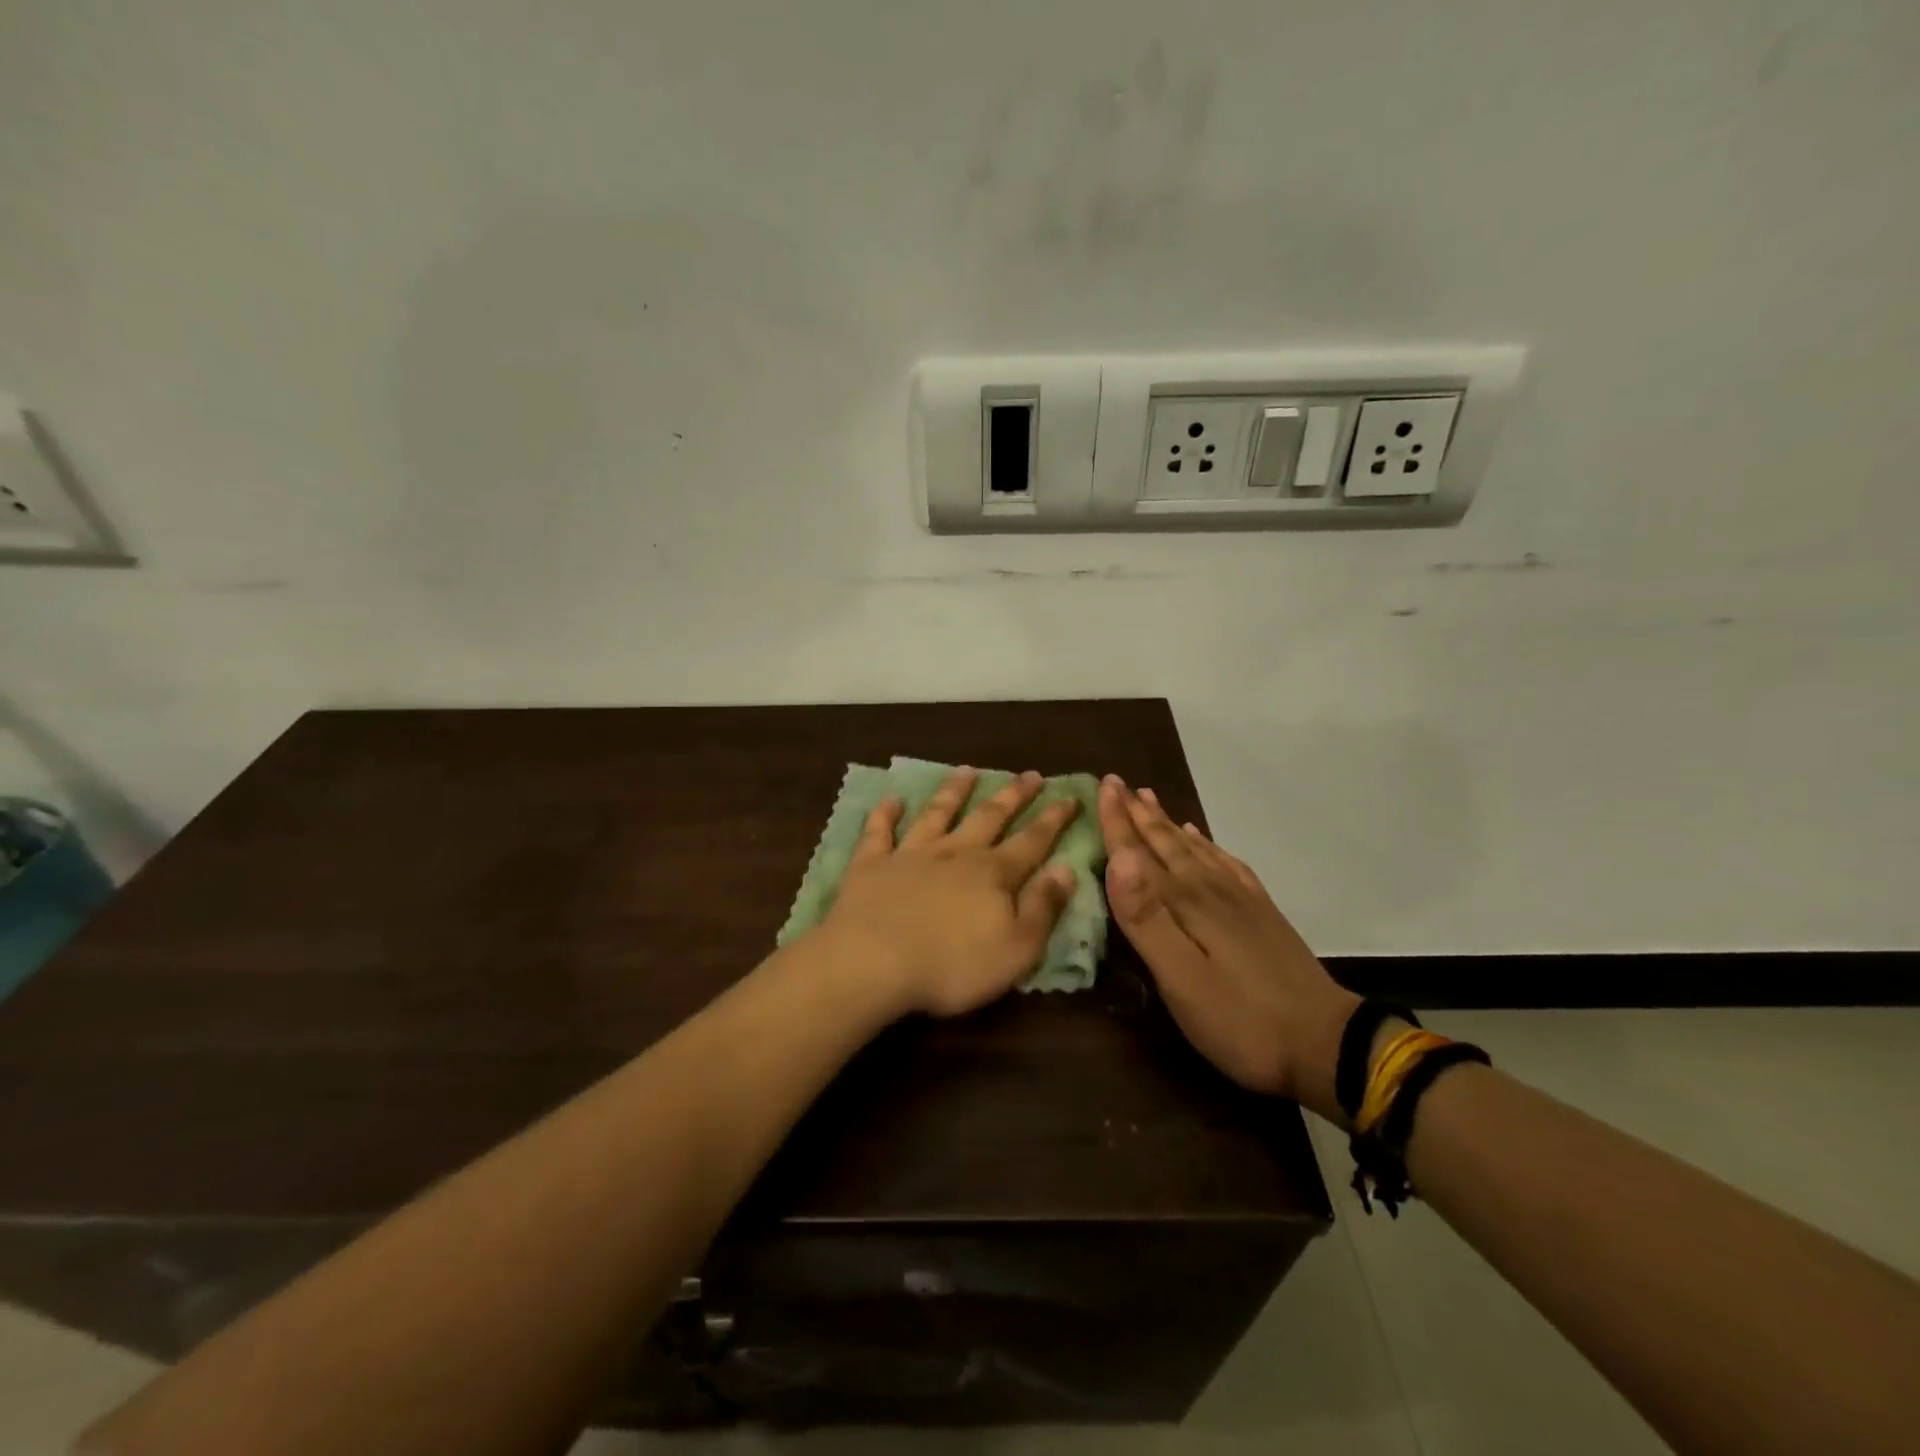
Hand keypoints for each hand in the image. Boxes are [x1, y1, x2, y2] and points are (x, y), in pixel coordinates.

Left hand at [819, 768, 1080, 1017]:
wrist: (872, 963)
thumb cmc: (951, 966)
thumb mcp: (1016, 949)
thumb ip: (1042, 908)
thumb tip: (1066, 869)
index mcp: (993, 874)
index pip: (1032, 841)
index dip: (1053, 820)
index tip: (1069, 796)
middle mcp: (955, 853)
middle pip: (989, 817)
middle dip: (1013, 795)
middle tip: (1030, 774)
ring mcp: (910, 854)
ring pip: (937, 813)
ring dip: (954, 790)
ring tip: (967, 769)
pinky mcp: (871, 864)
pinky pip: (879, 832)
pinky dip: (886, 814)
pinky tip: (891, 799)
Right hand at [1099, 776, 1358, 1121]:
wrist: (1326, 1044)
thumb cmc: (1241, 1020)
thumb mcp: (1182, 979)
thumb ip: (1146, 919)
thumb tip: (1118, 858)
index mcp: (1186, 903)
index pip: (1141, 853)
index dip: (1118, 822)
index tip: (1102, 785)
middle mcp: (1211, 889)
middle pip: (1167, 843)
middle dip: (1139, 813)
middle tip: (1117, 783)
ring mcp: (1240, 899)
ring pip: (1194, 848)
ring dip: (1167, 823)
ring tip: (1148, 798)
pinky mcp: (1261, 913)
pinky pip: (1226, 864)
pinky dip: (1206, 845)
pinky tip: (1200, 839)